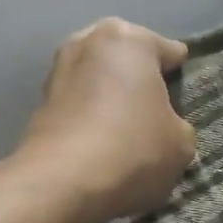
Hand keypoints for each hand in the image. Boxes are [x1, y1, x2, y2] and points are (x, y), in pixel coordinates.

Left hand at [20, 18, 196, 220]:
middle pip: (126, 58)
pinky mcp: (39, 102)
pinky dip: (89, 116)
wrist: (62, 183)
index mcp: (130, 39)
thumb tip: (161, 126)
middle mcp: (89, 42)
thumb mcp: (181, 141)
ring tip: (126, 129)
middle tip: (154, 111)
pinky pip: (77, 103)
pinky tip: (101, 142)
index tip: (183, 98)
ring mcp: (58, 69)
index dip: (180, 76)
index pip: (169, 51)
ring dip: (109, 96)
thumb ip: (176, 123)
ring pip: (98, 79)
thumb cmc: (134, 149)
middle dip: (138, 79)